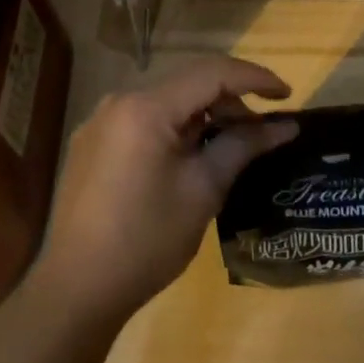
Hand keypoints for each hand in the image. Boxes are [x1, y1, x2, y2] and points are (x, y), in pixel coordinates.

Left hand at [33, 57, 294, 325]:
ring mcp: (100, 121)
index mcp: (146, 107)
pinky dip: (175, 127)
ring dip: (203, 114)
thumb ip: (243, 146)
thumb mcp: (203, 191)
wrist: (76, 290)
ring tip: (230, 145)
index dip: (254, 78)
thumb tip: (285, 126)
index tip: (287, 95)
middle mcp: (119, 100)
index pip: (211, 72)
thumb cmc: (146, 240)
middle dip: (230, 99)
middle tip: (261, 130)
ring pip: (166, 100)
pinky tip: (189, 157)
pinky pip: (144, 119)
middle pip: (187, 82)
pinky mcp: (92, 143)